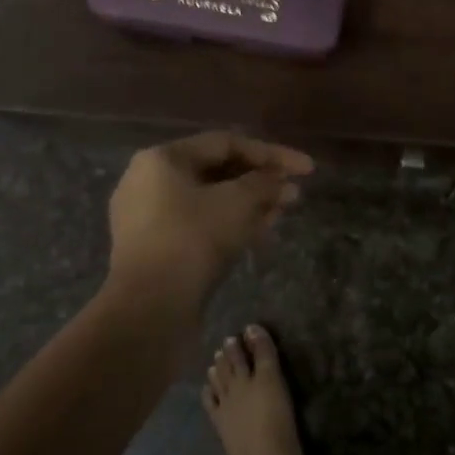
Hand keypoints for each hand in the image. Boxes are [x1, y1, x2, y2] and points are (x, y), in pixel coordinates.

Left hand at [107, 131, 313, 313]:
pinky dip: (230, 223)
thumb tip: (282, 181)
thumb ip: (264, 183)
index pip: (227, 143)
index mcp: (162, 158)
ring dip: (250, 203)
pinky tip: (260, 232)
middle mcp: (149, 181)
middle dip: (260, 180)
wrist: (148, 310)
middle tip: (295, 192)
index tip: (306, 169)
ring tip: (283, 211)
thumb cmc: (193, 239)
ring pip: (210, 200)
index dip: (272, 154)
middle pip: (217, 171)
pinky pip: (199, 224)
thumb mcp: (238, 202)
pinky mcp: (155, 249)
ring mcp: (148, 218)